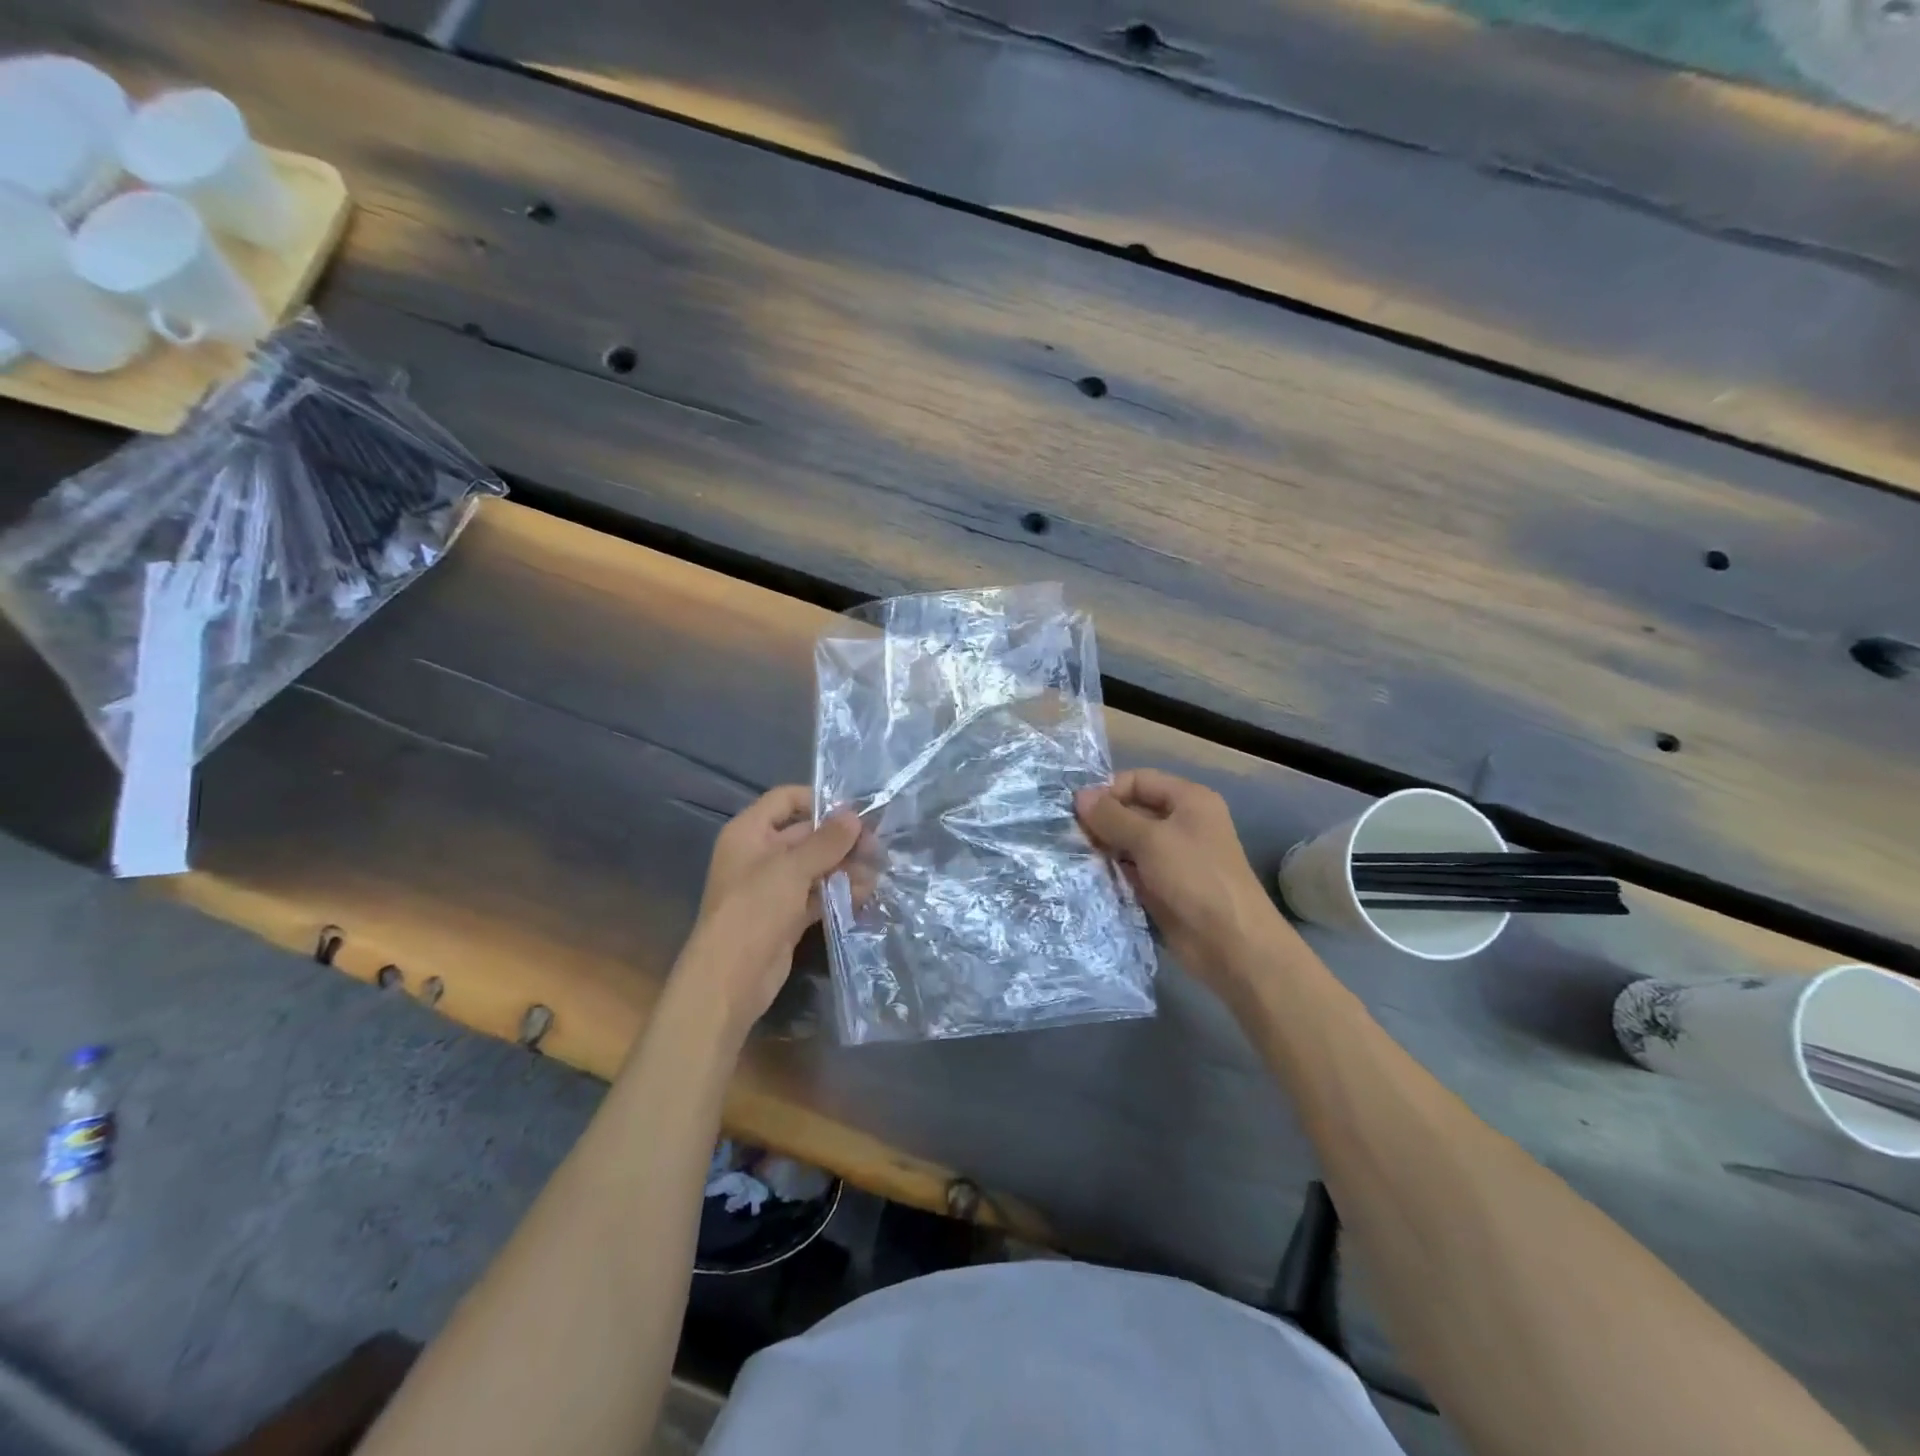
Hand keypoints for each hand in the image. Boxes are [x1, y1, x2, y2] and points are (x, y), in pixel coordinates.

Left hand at [675, 786, 860, 1040]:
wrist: (730, 979)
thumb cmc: (754, 910)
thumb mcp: (792, 869)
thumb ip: (826, 841)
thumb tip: (855, 816)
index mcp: (750, 832)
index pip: (786, 799)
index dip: (819, 800)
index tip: (855, 811)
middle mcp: (760, 854)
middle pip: (806, 834)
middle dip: (841, 839)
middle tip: (876, 847)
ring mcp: (774, 887)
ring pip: (815, 866)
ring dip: (844, 867)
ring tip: (876, 873)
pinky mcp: (786, 915)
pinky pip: (817, 894)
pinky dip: (838, 892)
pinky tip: (865, 894)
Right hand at [1075, 769, 1300, 1002]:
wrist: (1231, 944)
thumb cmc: (1195, 878)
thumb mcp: (1150, 840)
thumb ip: (1112, 817)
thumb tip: (1079, 796)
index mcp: (1189, 800)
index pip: (1139, 780)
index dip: (1108, 791)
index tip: (1076, 810)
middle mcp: (1181, 823)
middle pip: (1132, 810)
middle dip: (1102, 821)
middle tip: (1066, 834)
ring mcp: (1172, 857)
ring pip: (1129, 842)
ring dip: (1103, 847)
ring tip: (1070, 854)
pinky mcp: (1163, 887)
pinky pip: (1131, 870)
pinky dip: (1111, 871)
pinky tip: (1086, 875)